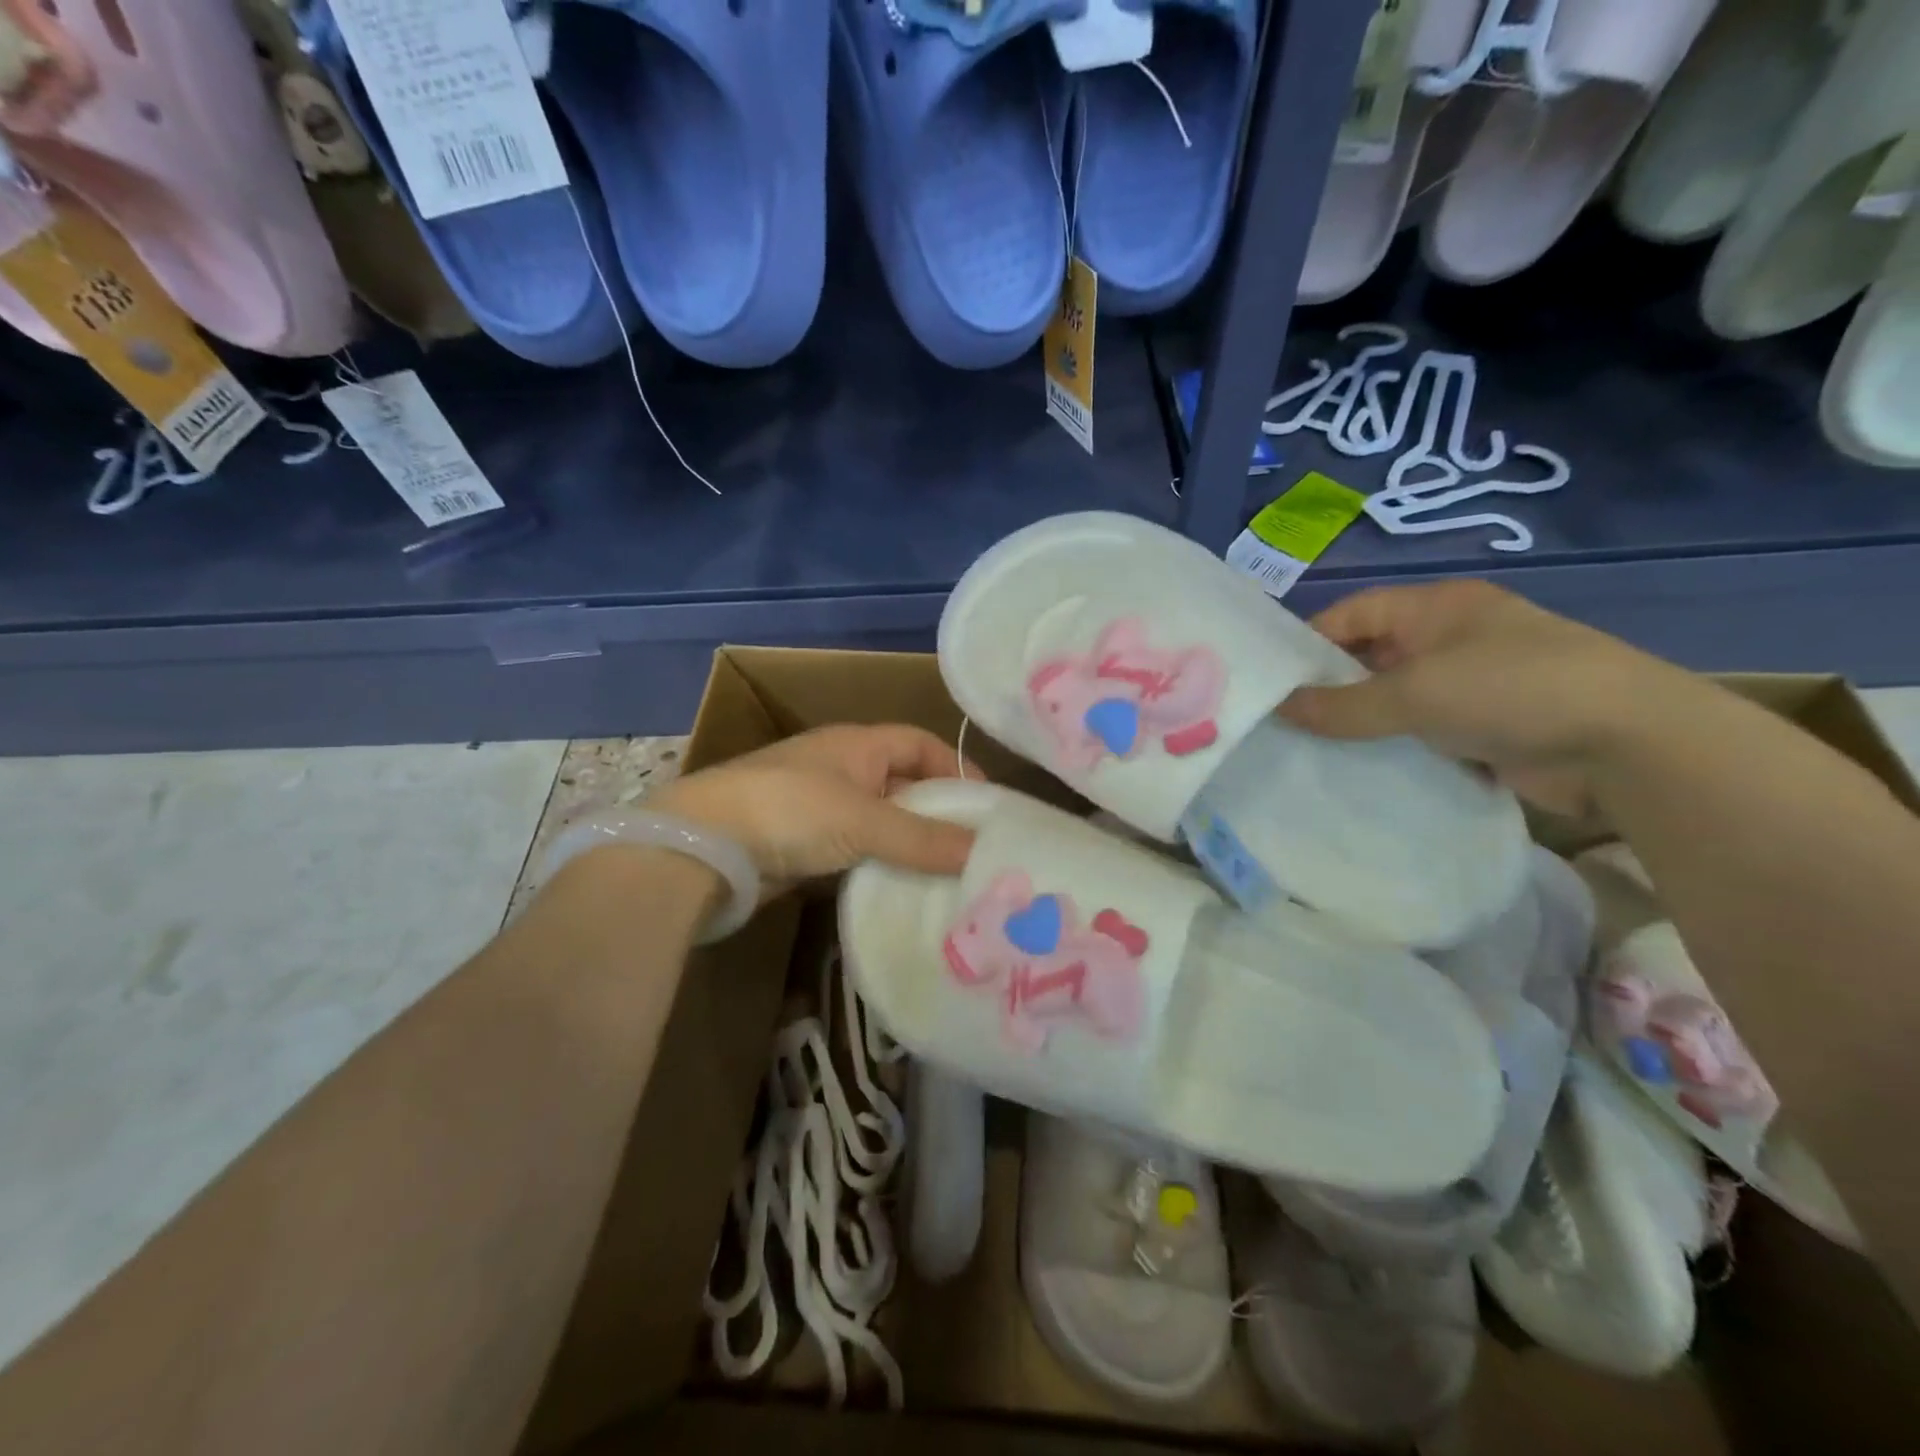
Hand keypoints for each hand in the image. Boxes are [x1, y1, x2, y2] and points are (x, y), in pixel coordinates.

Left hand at [651, 724, 974, 893]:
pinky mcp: (804, 846)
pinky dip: (880, 867)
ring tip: (950, 877)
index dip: (955, 767)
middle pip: (904, 785)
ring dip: (910, 846)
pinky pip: (856, 852)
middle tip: (976, 850)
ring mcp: (820, 809)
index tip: (987, 805)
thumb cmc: (791, 811)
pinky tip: (903, 892)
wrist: (703, 846)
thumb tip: (984, 850)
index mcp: (858, 744)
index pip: (920, 743)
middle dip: (937, 814)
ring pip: (881, 824)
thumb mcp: (864, 820)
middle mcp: (842, 769)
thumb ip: (923, 837)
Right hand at [1278, 581, 1698, 813]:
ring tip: (1310, 748)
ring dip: (1361, 722)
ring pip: (1395, 699)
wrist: (1627, 744)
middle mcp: (1451, 638)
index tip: (1271, 678)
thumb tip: (1279, 708)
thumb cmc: (1511, 689)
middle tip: (1281, 719)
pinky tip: (1361, 770)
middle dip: (1330, 686)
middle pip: (1371, 656)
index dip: (1309, 640)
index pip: (1353, 612)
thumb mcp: (1414, 692)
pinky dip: (1394, 747)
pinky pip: (1423, 732)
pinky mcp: (1488, 727)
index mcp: (1436, 608)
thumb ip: (1342, 704)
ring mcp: (1473, 683)